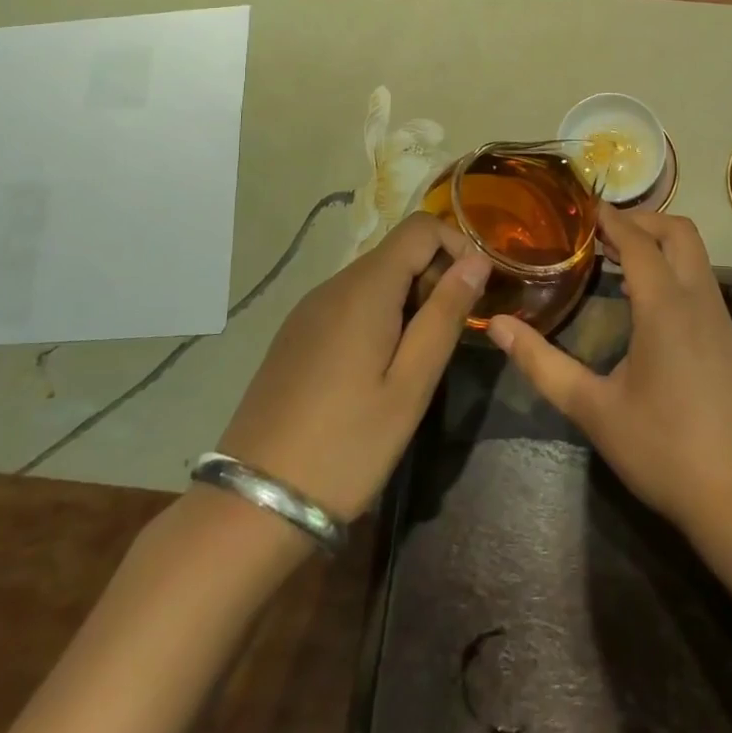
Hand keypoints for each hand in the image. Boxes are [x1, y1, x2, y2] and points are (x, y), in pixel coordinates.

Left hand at [217, 212, 490, 520]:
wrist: (254, 505)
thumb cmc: (347, 445)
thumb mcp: (411, 384)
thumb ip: (445, 314)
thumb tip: (477, 260)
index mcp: (364, 289)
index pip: (421, 227)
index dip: (458, 245)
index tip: (475, 293)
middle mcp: (333, 285)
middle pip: (398, 251)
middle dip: (436, 278)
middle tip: (448, 337)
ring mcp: (308, 310)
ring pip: (375, 278)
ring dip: (409, 300)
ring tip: (417, 360)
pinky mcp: (296, 335)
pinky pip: (350, 303)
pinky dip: (379, 315)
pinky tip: (378, 370)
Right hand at [486, 205, 731, 538]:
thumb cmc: (660, 450)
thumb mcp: (592, 408)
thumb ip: (542, 363)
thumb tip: (499, 326)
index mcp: (665, 307)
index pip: (638, 241)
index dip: (611, 219)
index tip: (581, 208)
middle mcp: (698, 299)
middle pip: (679, 232)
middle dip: (641, 221)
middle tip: (599, 233)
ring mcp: (719, 317)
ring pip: (695, 253)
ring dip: (659, 242)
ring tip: (615, 258)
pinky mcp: (727, 337)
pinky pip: (700, 278)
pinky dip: (673, 265)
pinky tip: (644, 297)